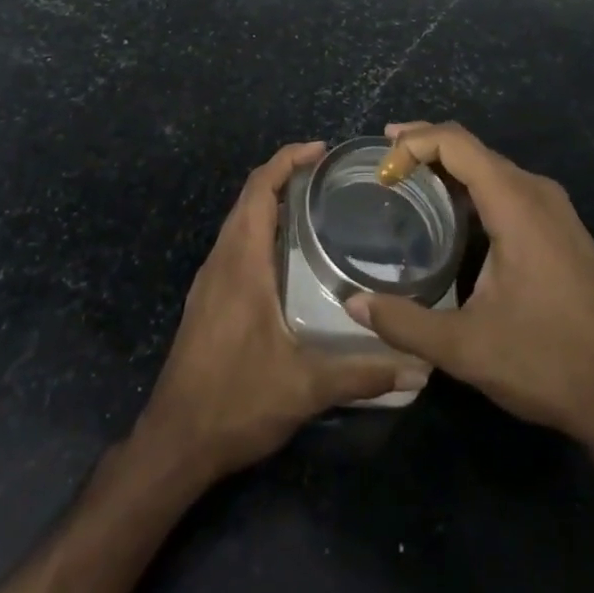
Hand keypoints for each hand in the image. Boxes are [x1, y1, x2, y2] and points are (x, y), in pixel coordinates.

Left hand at [136, 141, 424, 480]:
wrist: (175, 442)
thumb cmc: (236, 400)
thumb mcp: (305, 387)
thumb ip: (361, 373)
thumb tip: (418, 368)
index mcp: (242, 260)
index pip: (259, 188)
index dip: (287, 160)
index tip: (321, 150)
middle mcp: (222, 258)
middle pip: (249, 196)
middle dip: (284, 174)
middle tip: (327, 174)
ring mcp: (211, 278)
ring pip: (239, 219)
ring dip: (270, 200)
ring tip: (313, 204)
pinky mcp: (207, 298)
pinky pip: (235, 242)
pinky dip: (260, 227)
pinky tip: (287, 254)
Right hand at [346, 122, 593, 448]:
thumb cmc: (546, 362)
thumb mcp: (466, 348)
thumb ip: (405, 323)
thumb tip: (353, 303)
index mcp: (516, 204)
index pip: (456, 143)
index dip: (414, 144)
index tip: (382, 171)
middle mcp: (537, 192)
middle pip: (473, 147)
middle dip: (425, 145)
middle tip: (384, 162)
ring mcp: (555, 208)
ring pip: (492, 166)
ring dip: (449, 165)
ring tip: (409, 179)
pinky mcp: (562, 228)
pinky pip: (509, 186)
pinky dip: (473, 185)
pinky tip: (454, 212)